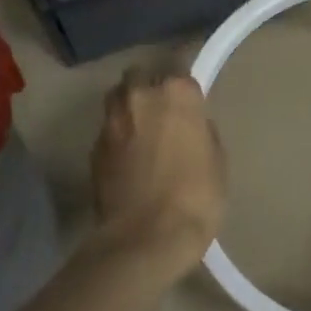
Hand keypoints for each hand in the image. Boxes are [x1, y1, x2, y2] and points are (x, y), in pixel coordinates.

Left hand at [90, 69, 226, 273]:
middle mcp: (139, 96)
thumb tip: (189, 126)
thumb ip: (201, 131)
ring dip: (129, 107)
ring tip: (142, 130)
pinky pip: (108, 129)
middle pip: (141, 76)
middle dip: (150, 87)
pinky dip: (118, 136)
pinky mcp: (93, 148)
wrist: (146, 238)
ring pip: (118, 98)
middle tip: (164, 112)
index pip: (181, 73)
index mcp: (176, 93)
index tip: (191, 105)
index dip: (185, 90)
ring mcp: (111, 121)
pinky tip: (129, 158)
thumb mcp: (217, 160)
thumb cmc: (196, 197)